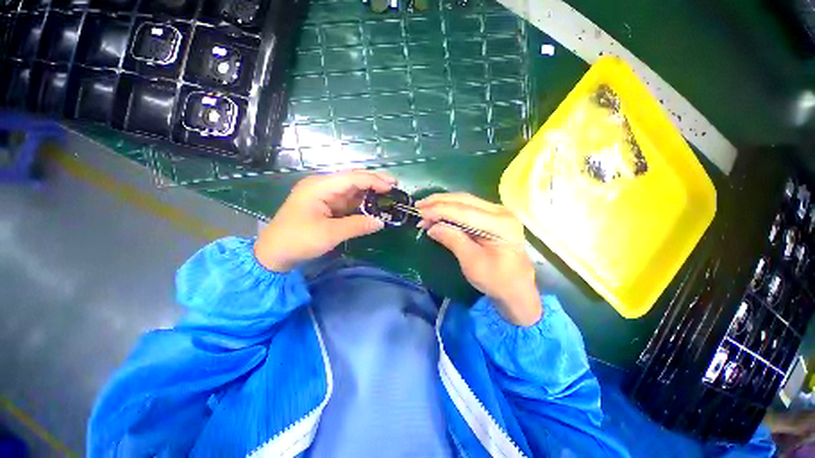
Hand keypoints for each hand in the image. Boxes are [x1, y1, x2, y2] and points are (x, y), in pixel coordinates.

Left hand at [255, 170, 395, 271]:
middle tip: (394, 185)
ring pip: (351, 189)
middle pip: (352, 179)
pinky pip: (347, 200)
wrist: (274, 253)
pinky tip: (373, 204)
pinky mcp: (326, 205)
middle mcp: (322, 186)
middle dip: (373, 181)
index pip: (352, 178)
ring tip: (388, 194)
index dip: (373, 181)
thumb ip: (357, 225)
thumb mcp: (330, 234)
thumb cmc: (298, 240)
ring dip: (369, 191)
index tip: (392, 186)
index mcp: (319, 186)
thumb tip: (381, 222)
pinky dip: (361, 202)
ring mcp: (324, 195)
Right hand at [416, 193, 540, 325]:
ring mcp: (498, 212)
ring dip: (443, 203)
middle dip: (438, 202)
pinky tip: (438, 211)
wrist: (517, 288)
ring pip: (465, 200)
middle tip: (418, 206)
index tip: (420, 213)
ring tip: (424, 207)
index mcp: (500, 225)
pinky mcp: (492, 216)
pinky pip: (468, 207)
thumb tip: (432, 227)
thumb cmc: (497, 281)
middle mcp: (501, 212)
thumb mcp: (472, 263)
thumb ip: (453, 240)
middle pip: (464, 200)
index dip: (439, 210)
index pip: (464, 211)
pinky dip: (450, 208)